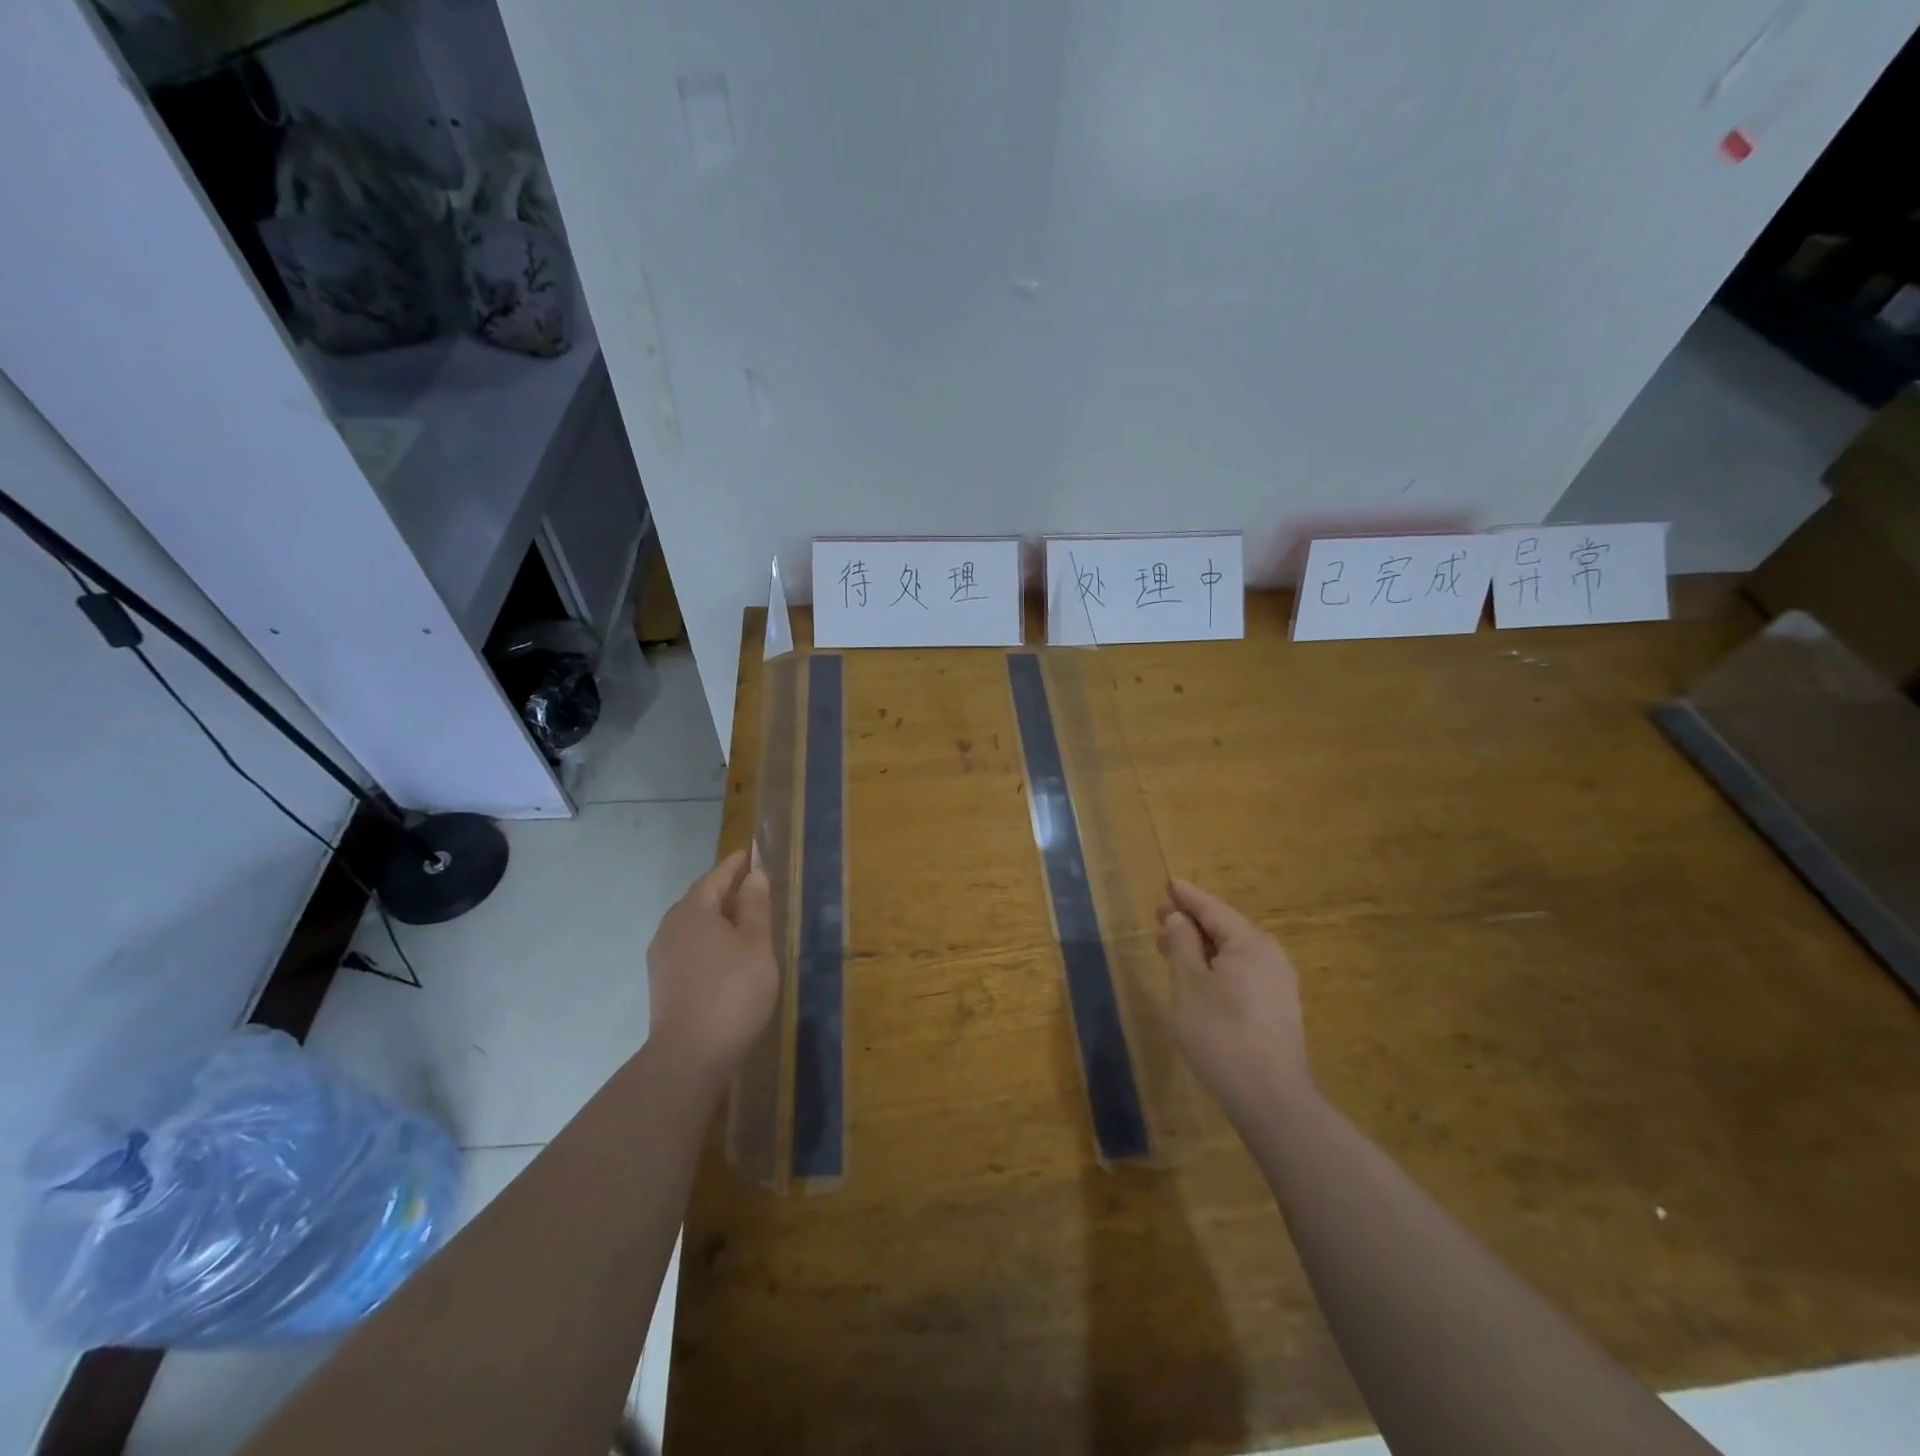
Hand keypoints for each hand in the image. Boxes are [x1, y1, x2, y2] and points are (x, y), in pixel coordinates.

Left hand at [646, 850, 778, 1086]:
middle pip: (700, 899)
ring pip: (693, 924)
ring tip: (742, 919)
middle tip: (750, 886)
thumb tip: (753, 875)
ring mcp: (662, 956)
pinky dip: (708, 939)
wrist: (690, 1055)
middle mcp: (670, 927)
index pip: (715, 877)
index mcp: (692, 911)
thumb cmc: (732, 991)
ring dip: (716, 917)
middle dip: (724, 890)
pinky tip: (725, 953)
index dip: (734, 866)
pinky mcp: (663, 982)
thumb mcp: (755, 943)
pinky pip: (689, 945)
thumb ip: (755, 906)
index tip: (748, 854)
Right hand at [1157, 880, 1312, 1124]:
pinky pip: (1243, 971)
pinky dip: (1218, 966)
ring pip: (1234, 952)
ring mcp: (1278, 983)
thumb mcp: (1189, 985)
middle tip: (1159, 917)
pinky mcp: (1278, 1008)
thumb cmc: (1221, 1034)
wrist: (1271, 1099)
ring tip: (1172, 948)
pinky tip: (1200, 979)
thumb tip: (1178, 918)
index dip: (1187, 897)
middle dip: (1192, 922)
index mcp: (1249, 943)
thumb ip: (1182, 945)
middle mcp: (1270, 956)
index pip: (1212, 909)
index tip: (1168, 883)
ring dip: (1203, 947)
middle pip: (1226, 928)